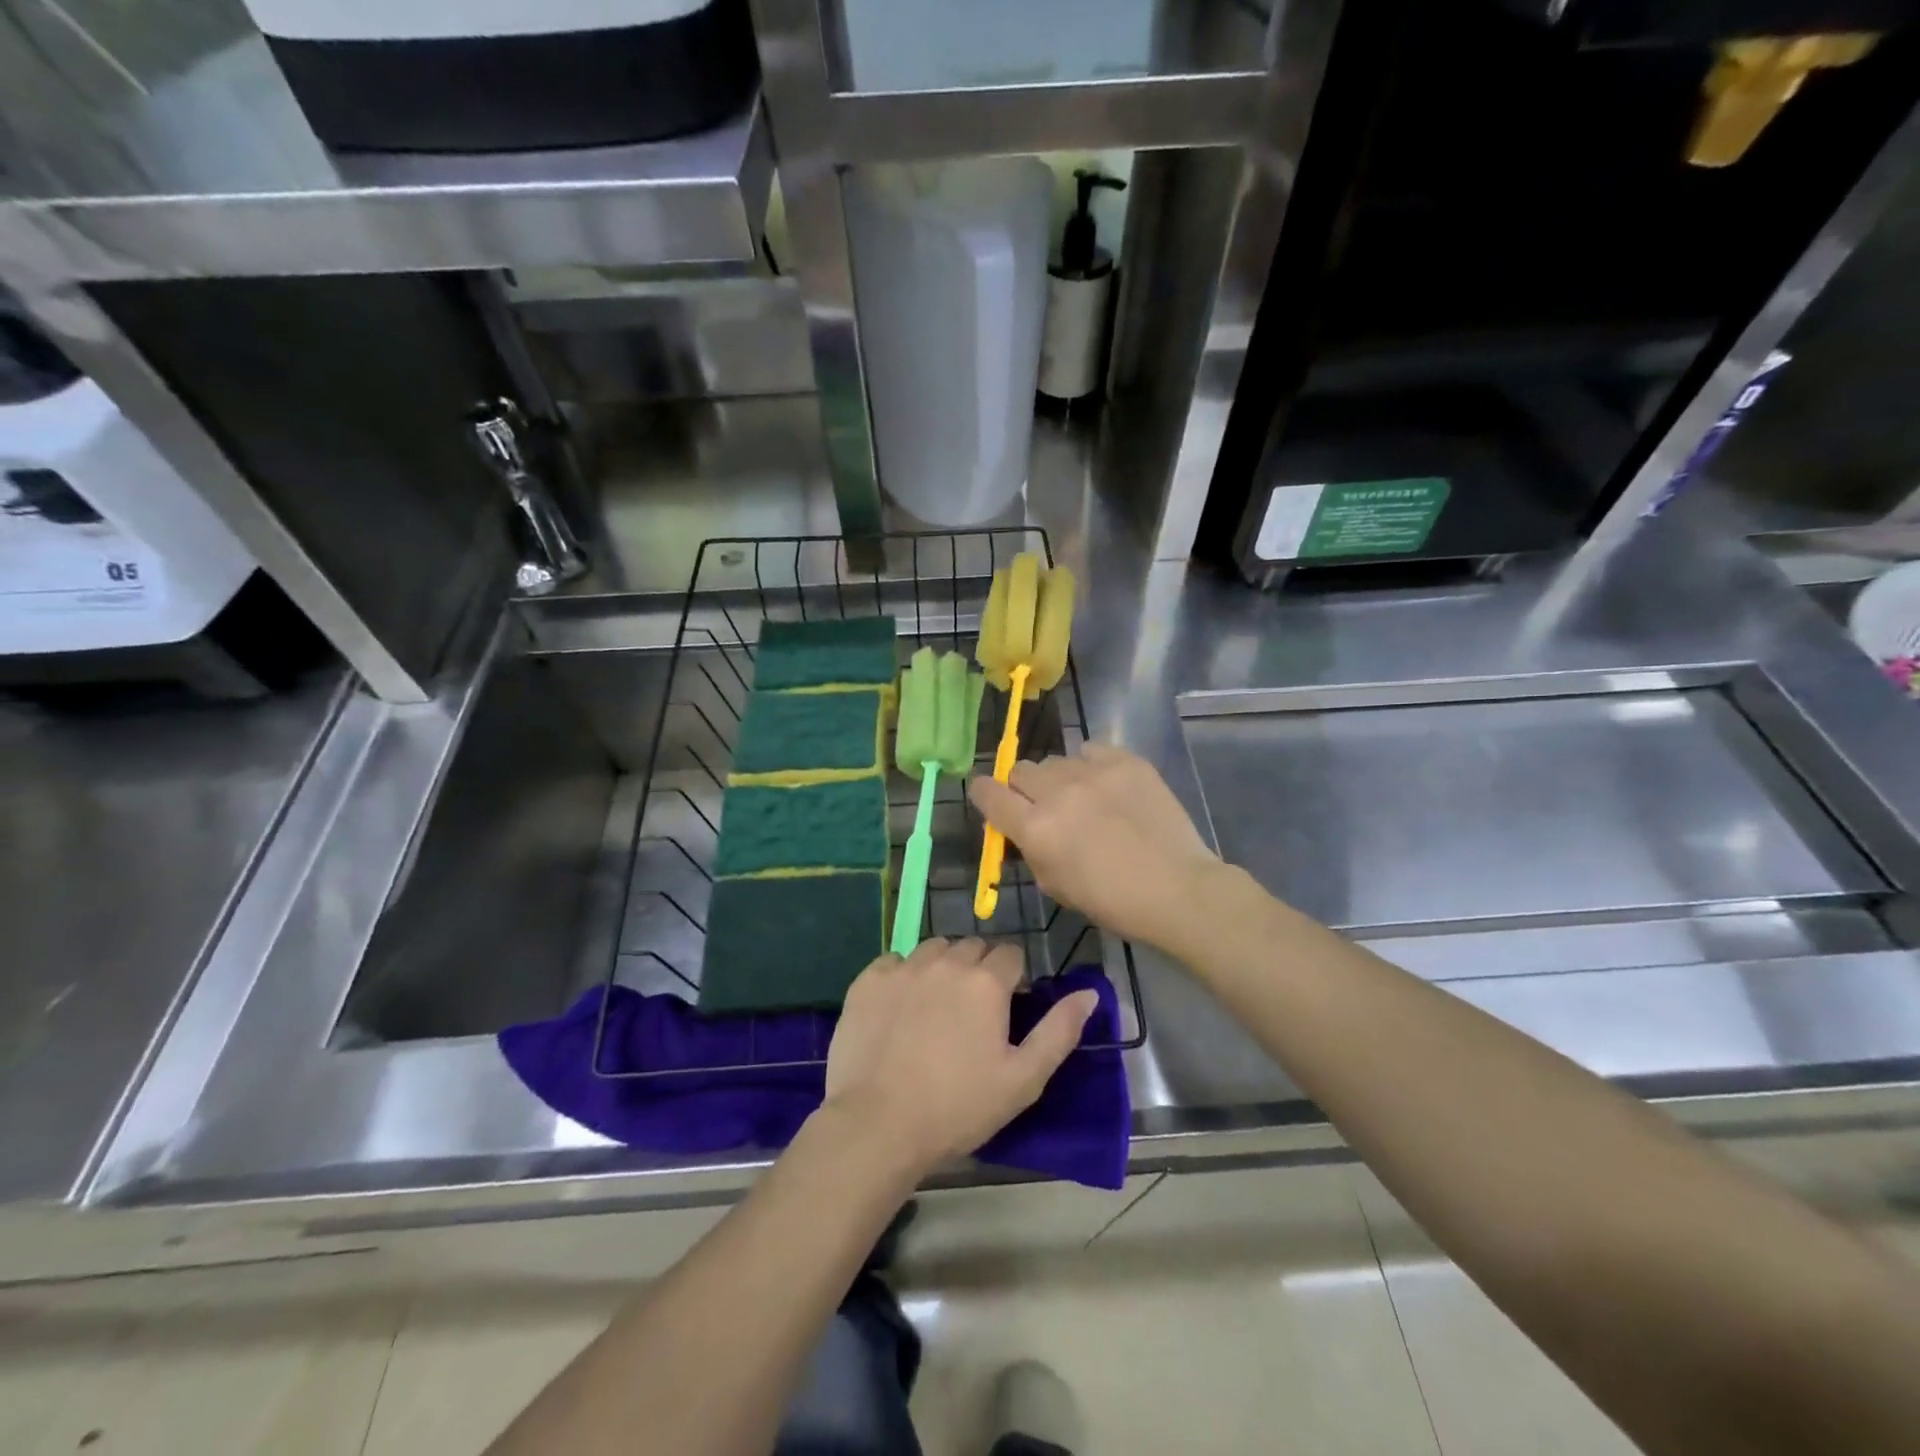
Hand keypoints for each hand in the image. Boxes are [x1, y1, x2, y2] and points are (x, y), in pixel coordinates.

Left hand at [822, 939, 1097, 1177]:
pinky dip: (902, 976)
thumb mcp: (1023, 1079)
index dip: (1012, 979)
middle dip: (979, 970)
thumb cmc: (958, 1107)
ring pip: (934, 949)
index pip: (1010, 955)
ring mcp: (903, 967)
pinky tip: (900, 1010)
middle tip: (971, 1013)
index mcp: (986, 981)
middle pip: (972, 948)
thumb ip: (1060, 1031)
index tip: (1005, 1009)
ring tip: (935, 1008)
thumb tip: (1089, 993)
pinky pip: (894, 962)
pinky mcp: (868, 980)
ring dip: (942, 968)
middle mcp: (946, 961)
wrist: (878, 1125)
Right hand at [968, 743, 1217, 951]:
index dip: (983, 793)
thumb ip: (1029, 850)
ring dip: (1058, 779)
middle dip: (1023, 788)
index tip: (989, 797)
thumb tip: (1018, 827)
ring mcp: (1093, 772)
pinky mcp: (1125, 761)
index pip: (988, 793)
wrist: (1177, 887)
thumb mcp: (1055, 885)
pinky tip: (1105, 785)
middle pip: (1020, 770)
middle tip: (1043, 806)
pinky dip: (1090, 765)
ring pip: (1056, 761)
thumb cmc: (1112, 901)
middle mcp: (1057, 792)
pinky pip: (1090, 750)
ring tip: (1082, 798)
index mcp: (1035, 828)